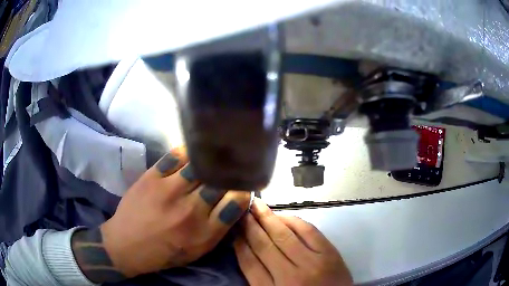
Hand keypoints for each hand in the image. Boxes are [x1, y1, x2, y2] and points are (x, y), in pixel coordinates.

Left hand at [71, 147, 250, 282]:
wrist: (127, 244)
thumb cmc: (165, 252)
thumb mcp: (197, 250)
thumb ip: (219, 228)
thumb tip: (235, 202)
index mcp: (204, 232)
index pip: (236, 202)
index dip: (244, 188)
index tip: (244, 183)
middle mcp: (190, 210)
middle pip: (220, 181)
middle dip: (230, 172)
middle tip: (232, 165)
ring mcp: (169, 191)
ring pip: (200, 165)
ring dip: (211, 159)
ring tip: (217, 154)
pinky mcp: (152, 177)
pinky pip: (176, 157)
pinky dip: (189, 152)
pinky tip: (194, 152)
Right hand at [234, 198, 352, 285]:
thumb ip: (259, 279)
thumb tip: (245, 250)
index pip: (249, 263)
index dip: (240, 244)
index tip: (233, 229)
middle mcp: (290, 276)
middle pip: (264, 246)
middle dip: (250, 226)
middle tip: (242, 209)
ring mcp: (312, 263)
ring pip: (284, 236)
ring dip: (268, 218)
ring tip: (257, 205)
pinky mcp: (330, 254)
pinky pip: (309, 231)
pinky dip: (294, 221)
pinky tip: (283, 215)